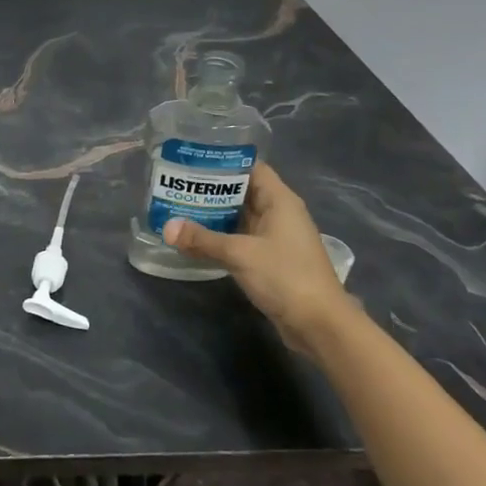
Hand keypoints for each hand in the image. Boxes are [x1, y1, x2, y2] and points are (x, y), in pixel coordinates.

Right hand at [162, 163, 351, 352]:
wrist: (319, 325)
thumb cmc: (285, 276)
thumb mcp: (239, 254)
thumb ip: (202, 239)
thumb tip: (166, 228)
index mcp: (280, 201)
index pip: (251, 168)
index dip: (224, 162)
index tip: (193, 161)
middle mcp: (279, 214)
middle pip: (242, 192)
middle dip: (211, 189)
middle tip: (177, 186)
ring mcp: (275, 238)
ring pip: (240, 218)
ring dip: (214, 215)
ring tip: (179, 208)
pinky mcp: (270, 260)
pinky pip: (241, 239)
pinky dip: (220, 237)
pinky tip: (196, 239)